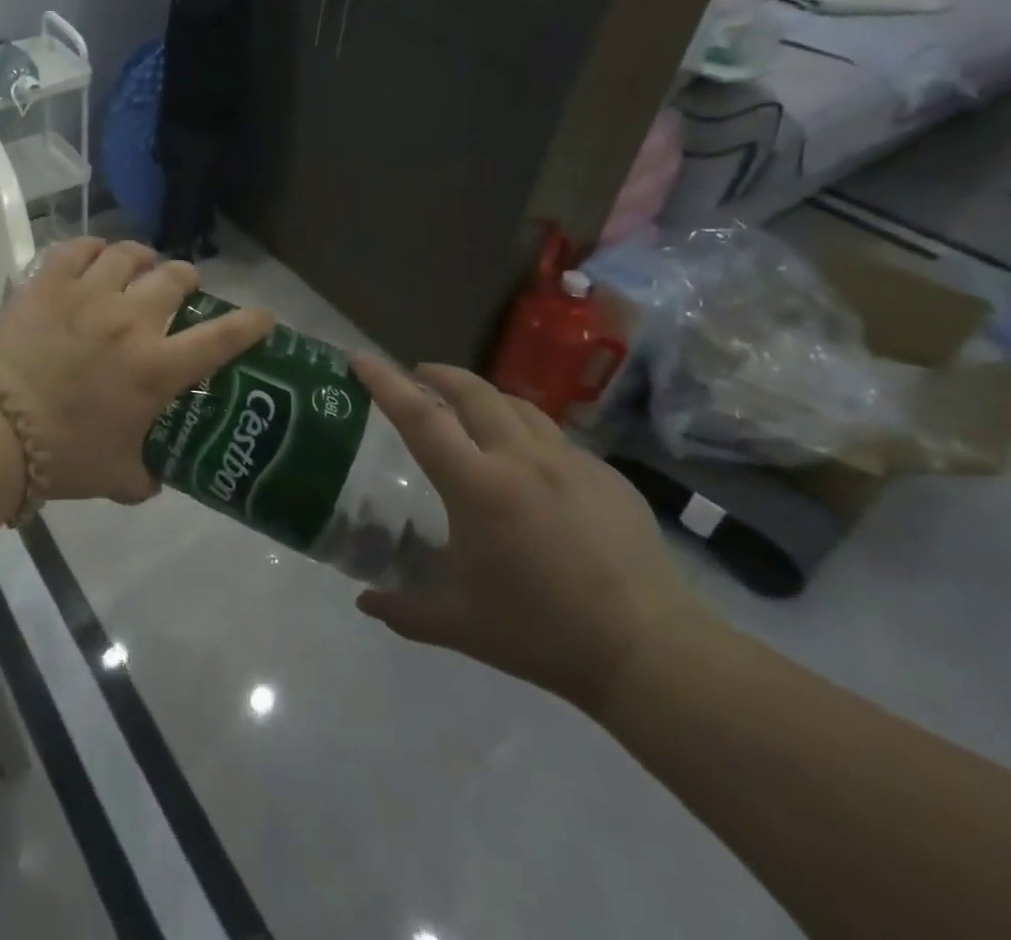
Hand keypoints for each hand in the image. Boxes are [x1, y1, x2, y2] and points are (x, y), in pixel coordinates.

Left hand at [0, 239, 275, 503]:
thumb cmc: (62, 455)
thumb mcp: (114, 477)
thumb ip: (143, 477)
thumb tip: (153, 480)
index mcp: (157, 367)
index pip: (221, 338)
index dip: (250, 323)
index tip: (263, 316)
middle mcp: (131, 320)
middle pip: (174, 278)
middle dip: (186, 279)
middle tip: (181, 287)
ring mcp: (89, 294)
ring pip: (129, 255)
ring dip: (142, 257)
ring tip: (140, 263)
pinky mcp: (49, 283)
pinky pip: (77, 249)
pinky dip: (92, 248)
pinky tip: (94, 254)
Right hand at [350, 356, 709, 713]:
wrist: (650, 652)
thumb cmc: (541, 633)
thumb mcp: (459, 625)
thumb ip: (403, 609)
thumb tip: (364, 601)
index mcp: (477, 486)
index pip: (420, 417)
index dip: (385, 382)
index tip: (360, 358)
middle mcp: (520, 459)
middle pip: (472, 392)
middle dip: (439, 374)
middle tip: (419, 374)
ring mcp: (569, 463)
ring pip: (518, 405)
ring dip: (484, 396)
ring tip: (470, 407)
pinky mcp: (607, 477)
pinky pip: (556, 438)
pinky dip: (527, 433)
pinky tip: (530, 463)